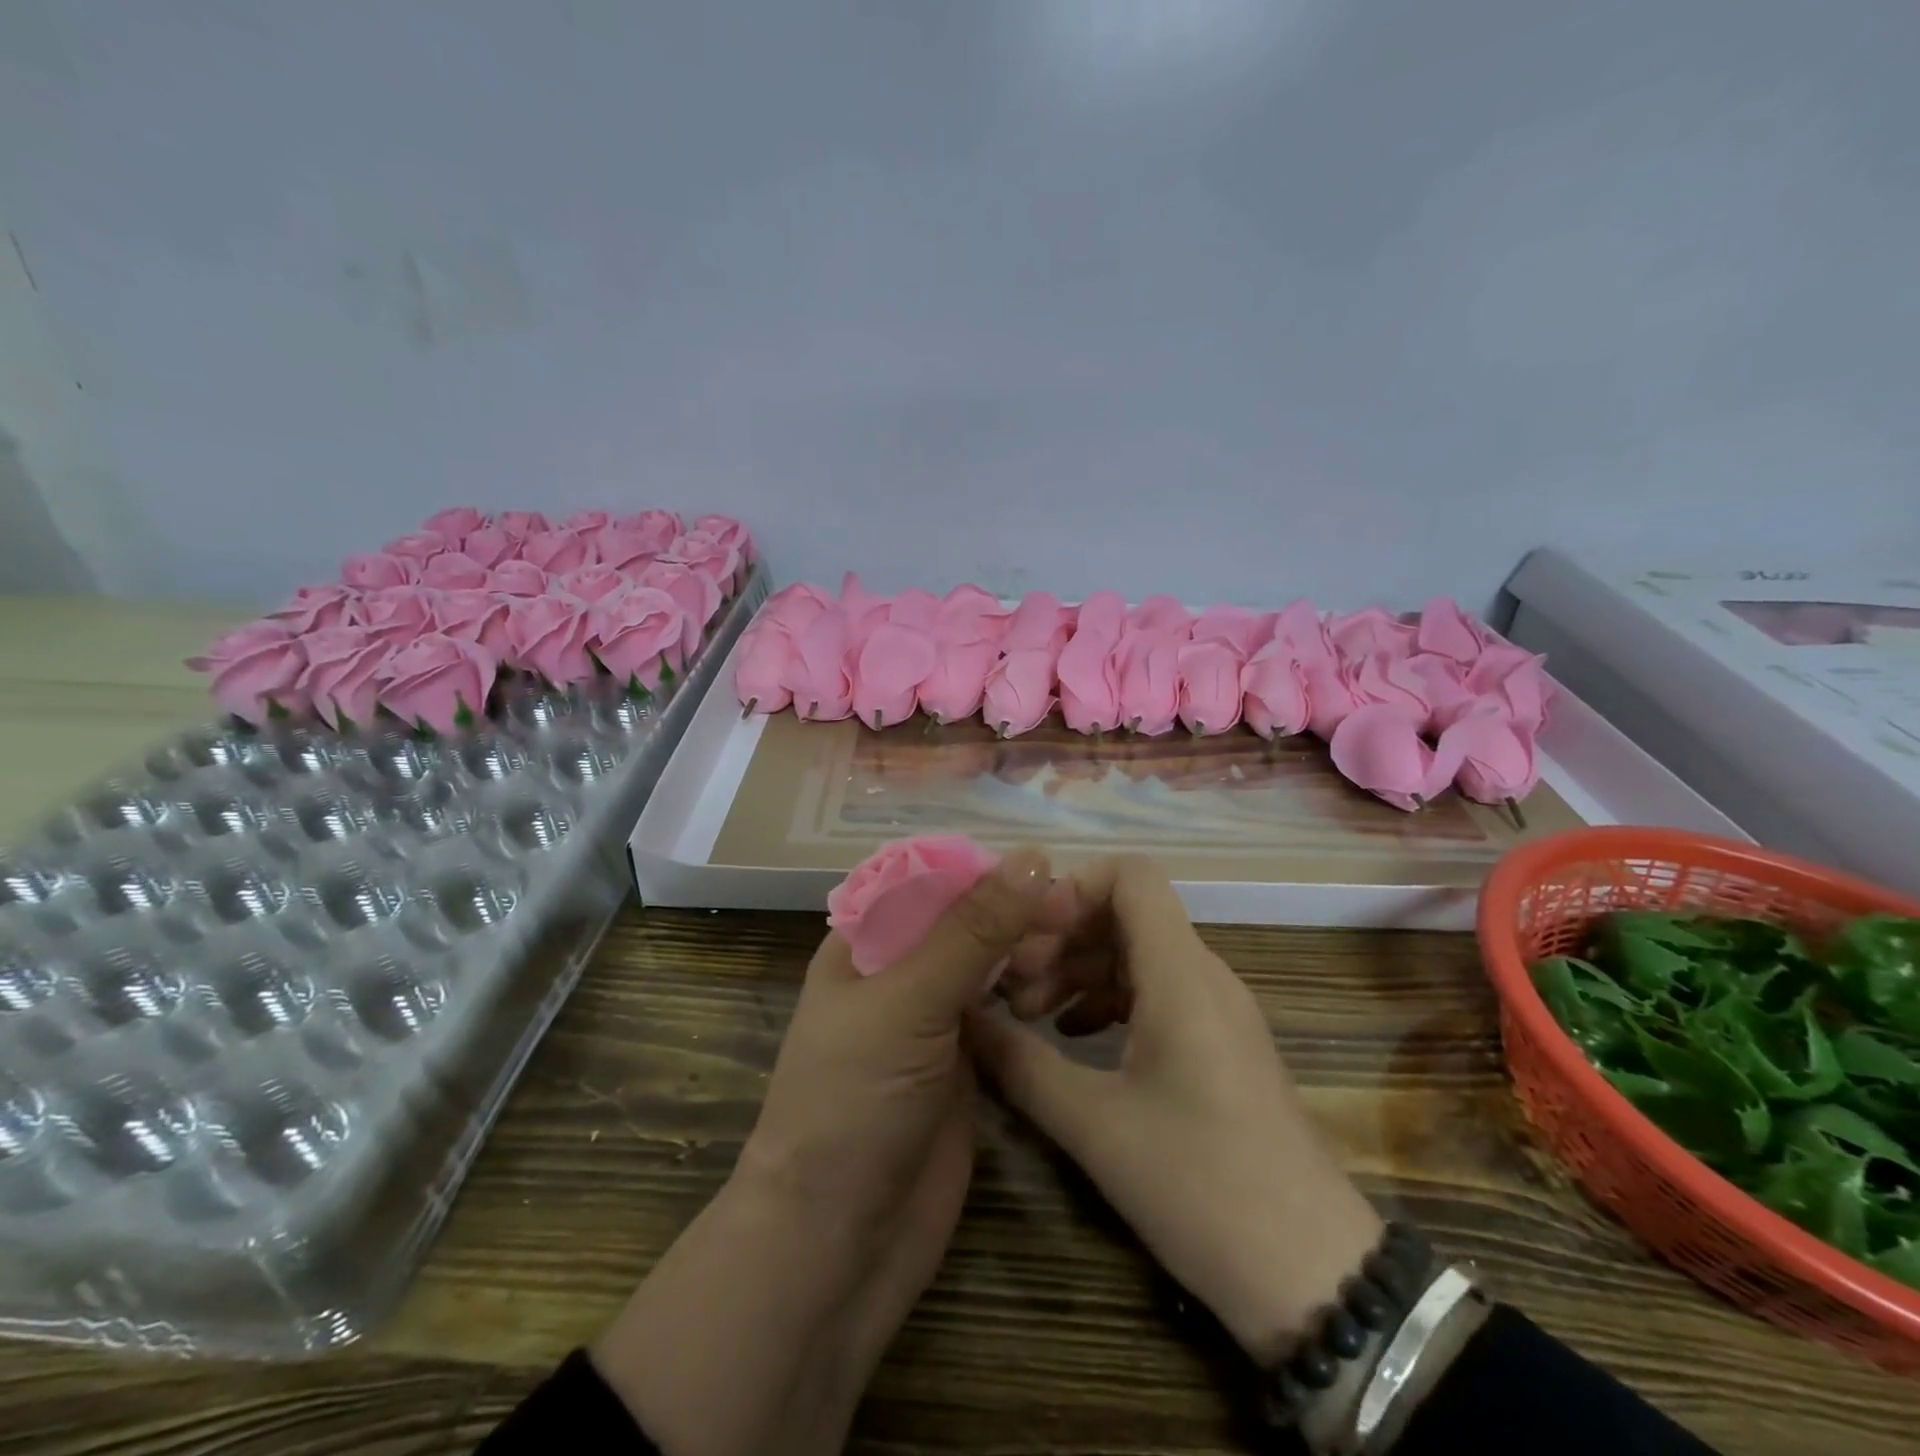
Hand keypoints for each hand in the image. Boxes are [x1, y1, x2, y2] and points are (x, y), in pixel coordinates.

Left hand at [594, 847, 1060, 1455]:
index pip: (931, 879)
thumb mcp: (908, 1002)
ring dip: (1025, 950)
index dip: (986, 869)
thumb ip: (971, 930)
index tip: (1048, 870)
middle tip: (1074, 917)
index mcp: (865, 942)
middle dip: (1014, 910)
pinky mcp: (964, 1063)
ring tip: (1071, 951)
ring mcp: (932, 1019)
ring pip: (987, 962)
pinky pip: (1001, 1010)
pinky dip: (1029, 993)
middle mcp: (898, 971)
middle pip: (965, 918)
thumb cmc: (853, 1104)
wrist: (838, 1244)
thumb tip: (1033, 857)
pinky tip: (1063, 988)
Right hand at [969, 855, 1383, 1363]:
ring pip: (1137, 952)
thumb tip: (964, 1018)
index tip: (1026, 935)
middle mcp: (1203, 974)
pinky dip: (1106, 998)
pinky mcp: (1219, 1042)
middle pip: (1125, 912)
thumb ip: (1020, 1063)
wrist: (1311, 1273)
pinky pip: (1155, 990)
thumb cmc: (1200, 1184)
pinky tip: (1072, 1038)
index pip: (1130, 874)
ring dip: (1079, 969)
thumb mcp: (1094, 1125)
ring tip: (1030, 1015)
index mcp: (1180, 973)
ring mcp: (1216, 1008)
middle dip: (1062, 936)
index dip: (1072, 886)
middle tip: (1012, 986)